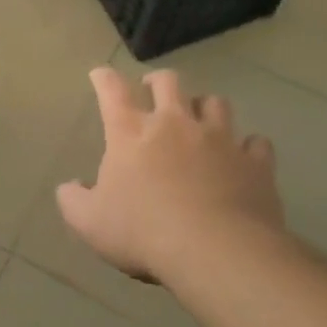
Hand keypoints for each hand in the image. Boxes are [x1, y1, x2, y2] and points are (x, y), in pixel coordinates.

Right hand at [57, 67, 284, 285]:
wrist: (215, 251)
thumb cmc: (142, 232)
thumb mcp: (89, 222)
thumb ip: (73, 199)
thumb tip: (71, 186)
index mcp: (130, 132)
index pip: (112, 90)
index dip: (104, 78)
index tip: (100, 75)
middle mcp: (175, 124)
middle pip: (169, 82)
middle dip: (159, 82)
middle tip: (154, 91)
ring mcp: (219, 139)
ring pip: (215, 102)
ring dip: (205, 106)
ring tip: (201, 119)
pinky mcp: (254, 162)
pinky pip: (256, 142)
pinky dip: (248, 146)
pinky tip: (244, 156)